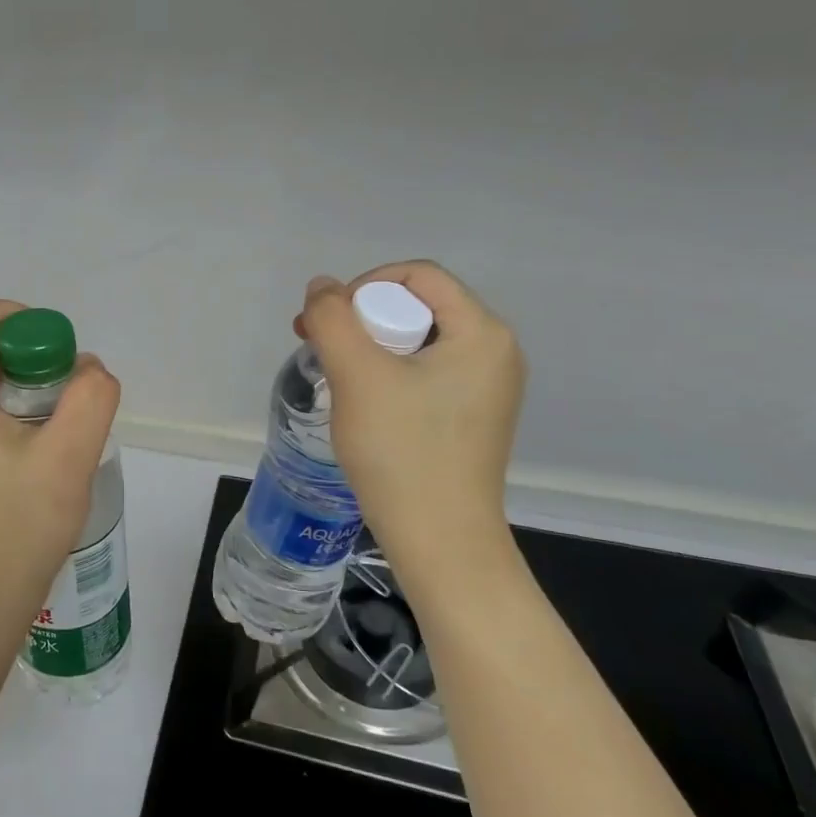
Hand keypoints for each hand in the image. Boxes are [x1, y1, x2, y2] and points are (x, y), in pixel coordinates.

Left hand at [0, 298, 121, 663]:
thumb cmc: (16, 530)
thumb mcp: (68, 459)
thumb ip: (91, 399)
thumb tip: (88, 371)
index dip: (27, 320)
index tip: (63, 361)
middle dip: (37, 363)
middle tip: (72, 406)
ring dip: (32, 397)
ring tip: (63, 442)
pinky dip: (18, 423)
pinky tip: (43, 466)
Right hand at [296, 262, 525, 594]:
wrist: (439, 540)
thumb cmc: (402, 451)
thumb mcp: (357, 375)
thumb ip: (332, 318)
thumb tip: (322, 287)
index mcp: (482, 332)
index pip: (419, 276)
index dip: (365, 285)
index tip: (329, 322)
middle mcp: (495, 352)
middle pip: (418, 306)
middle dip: (362, 318)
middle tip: (320, 346)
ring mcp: (487, 387)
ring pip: (417, 341)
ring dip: (369, 346)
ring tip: (335, 374)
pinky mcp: (473, 416)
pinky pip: (425, 372)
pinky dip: (388, 373)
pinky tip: (363, 401)